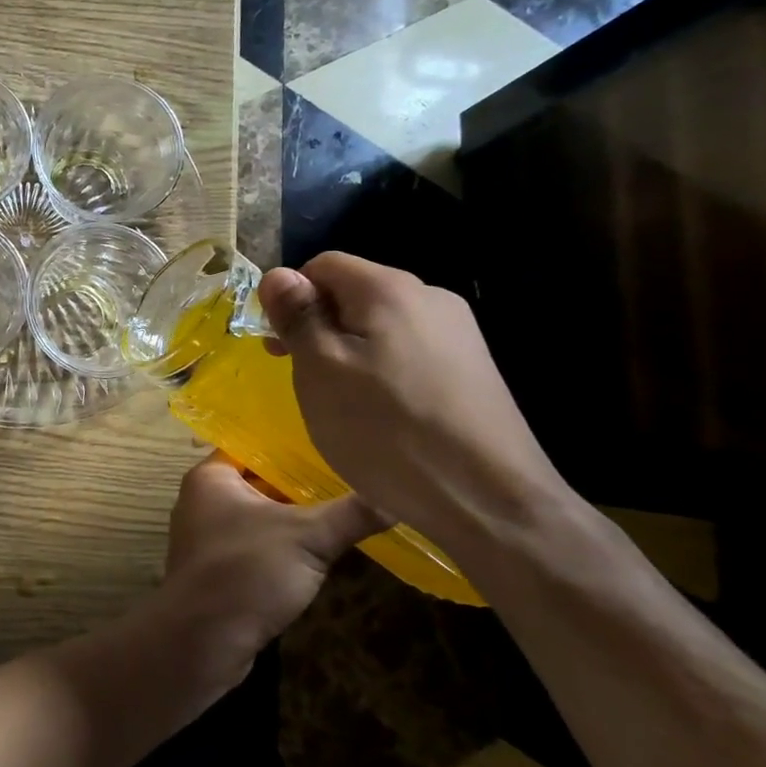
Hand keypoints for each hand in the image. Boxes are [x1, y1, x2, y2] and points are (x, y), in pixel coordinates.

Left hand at [155, 453, 383, 682]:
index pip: (254, 445)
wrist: (201, 641)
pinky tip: (316, 552)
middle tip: (348, 477)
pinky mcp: (217, 569)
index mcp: (211, 477)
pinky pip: (254, 545)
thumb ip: (351, 513)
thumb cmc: (246, 571)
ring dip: (293, 518)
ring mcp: (207, 537)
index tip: (333, 443)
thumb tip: (398, 495)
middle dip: (300, 484)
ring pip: (259, 516)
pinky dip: (281, 546)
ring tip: (342, 511)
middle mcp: (203, 500)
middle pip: (259, 481)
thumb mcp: (307, 537)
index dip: (292, 445)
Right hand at [258, 253, 574, 561]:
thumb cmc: (387, 430)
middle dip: (320, 328)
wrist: (489, 500)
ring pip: (382, 327)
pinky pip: (410, 353)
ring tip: (343, 403)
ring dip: (350, 353)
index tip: (279, 347)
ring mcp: (459, 334)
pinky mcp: (473, 370)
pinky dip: (383, 373)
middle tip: (303, 379)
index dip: (291, 299)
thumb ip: (298, 316)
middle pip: (355, 294)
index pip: (322, 265)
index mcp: (389, 289)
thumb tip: (276, 274)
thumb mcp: (321, 370)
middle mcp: (430, 298)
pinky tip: (384, 416)